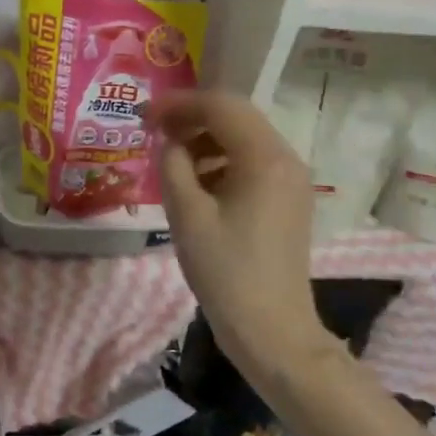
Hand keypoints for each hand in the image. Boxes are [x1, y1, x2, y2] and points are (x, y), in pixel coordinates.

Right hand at [146, 90, 334, 379]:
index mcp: (264, 158)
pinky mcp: (289, 199)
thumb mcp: (187, 215)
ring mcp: (292, 179)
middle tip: (154, 129)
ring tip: (171, 157)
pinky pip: (253, 161)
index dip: (179, 104)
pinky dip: (222, 160)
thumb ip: (173, 166)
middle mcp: (286, 158)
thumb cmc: (226, 273)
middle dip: (192, 116)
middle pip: (236, 116)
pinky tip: (197, 182)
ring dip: (207, 138)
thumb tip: (169, 143)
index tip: (143, 115)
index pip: (221, 106)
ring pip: (245, 137)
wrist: (273, 332)